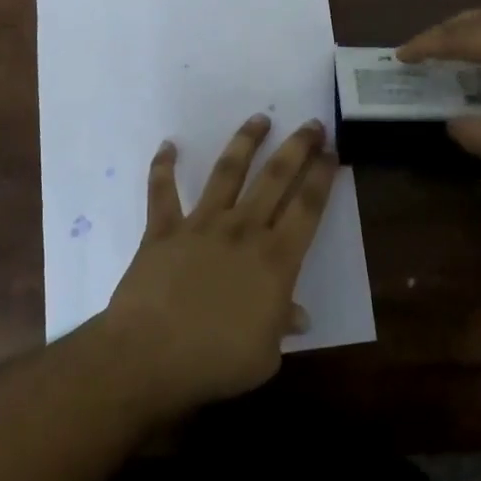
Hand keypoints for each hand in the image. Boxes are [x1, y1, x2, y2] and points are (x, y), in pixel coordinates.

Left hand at [102, 114, 336, 416]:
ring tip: (259, 119)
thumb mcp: (265, 355)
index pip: (308, 206)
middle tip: (312, 124)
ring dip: (245, 142)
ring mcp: (201, 223)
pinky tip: (168, 146)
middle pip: (275, 177)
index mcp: (275, 258)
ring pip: (227, 171)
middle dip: (297, 147)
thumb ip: (282, 326)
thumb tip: (298, 315)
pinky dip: (162, 167)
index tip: (332, 152)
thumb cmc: (216, 361)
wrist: (149, 355)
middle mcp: (243, 229)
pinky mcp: (163, 229)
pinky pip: (162, 191)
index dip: (322, 176)